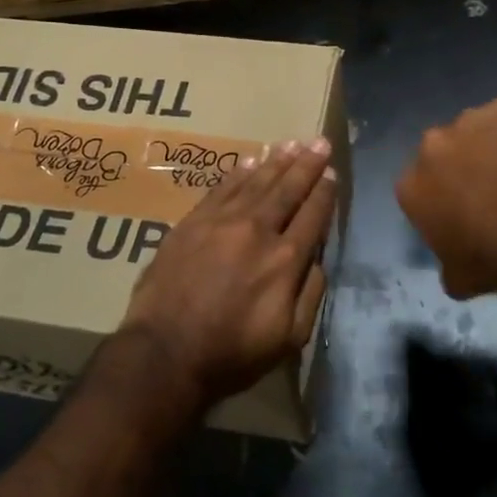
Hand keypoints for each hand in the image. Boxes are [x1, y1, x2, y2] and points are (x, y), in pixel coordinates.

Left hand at [120, 138, 337, 415]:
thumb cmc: (232, 353)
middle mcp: (257, 231)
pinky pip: (222, 188)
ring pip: (256, 182)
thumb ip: (311, 295)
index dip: (324, 192)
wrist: (165, 353)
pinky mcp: (192, 222)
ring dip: (277, 161)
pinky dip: (239, 172)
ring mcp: (221, 222)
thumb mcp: (289, 338)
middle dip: (307, 165)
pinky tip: (251, 160)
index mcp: (285, 259)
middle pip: (287, 189)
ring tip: (292, 143)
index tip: (331, 173)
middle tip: (320, 142)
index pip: (312, 215)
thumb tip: (317, 260)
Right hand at [396, 96, 496, 299]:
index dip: (441, 197)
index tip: (462, 211)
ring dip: (491, 143)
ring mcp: (470, 120)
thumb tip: (455, 269)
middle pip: (443, 150)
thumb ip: (447, 262)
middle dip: (461, 163)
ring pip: (478, 128)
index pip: (418, 187)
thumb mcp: (457, 277)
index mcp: (411, 184)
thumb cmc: (490, 259)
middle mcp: (431, 145)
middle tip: (491, 188)